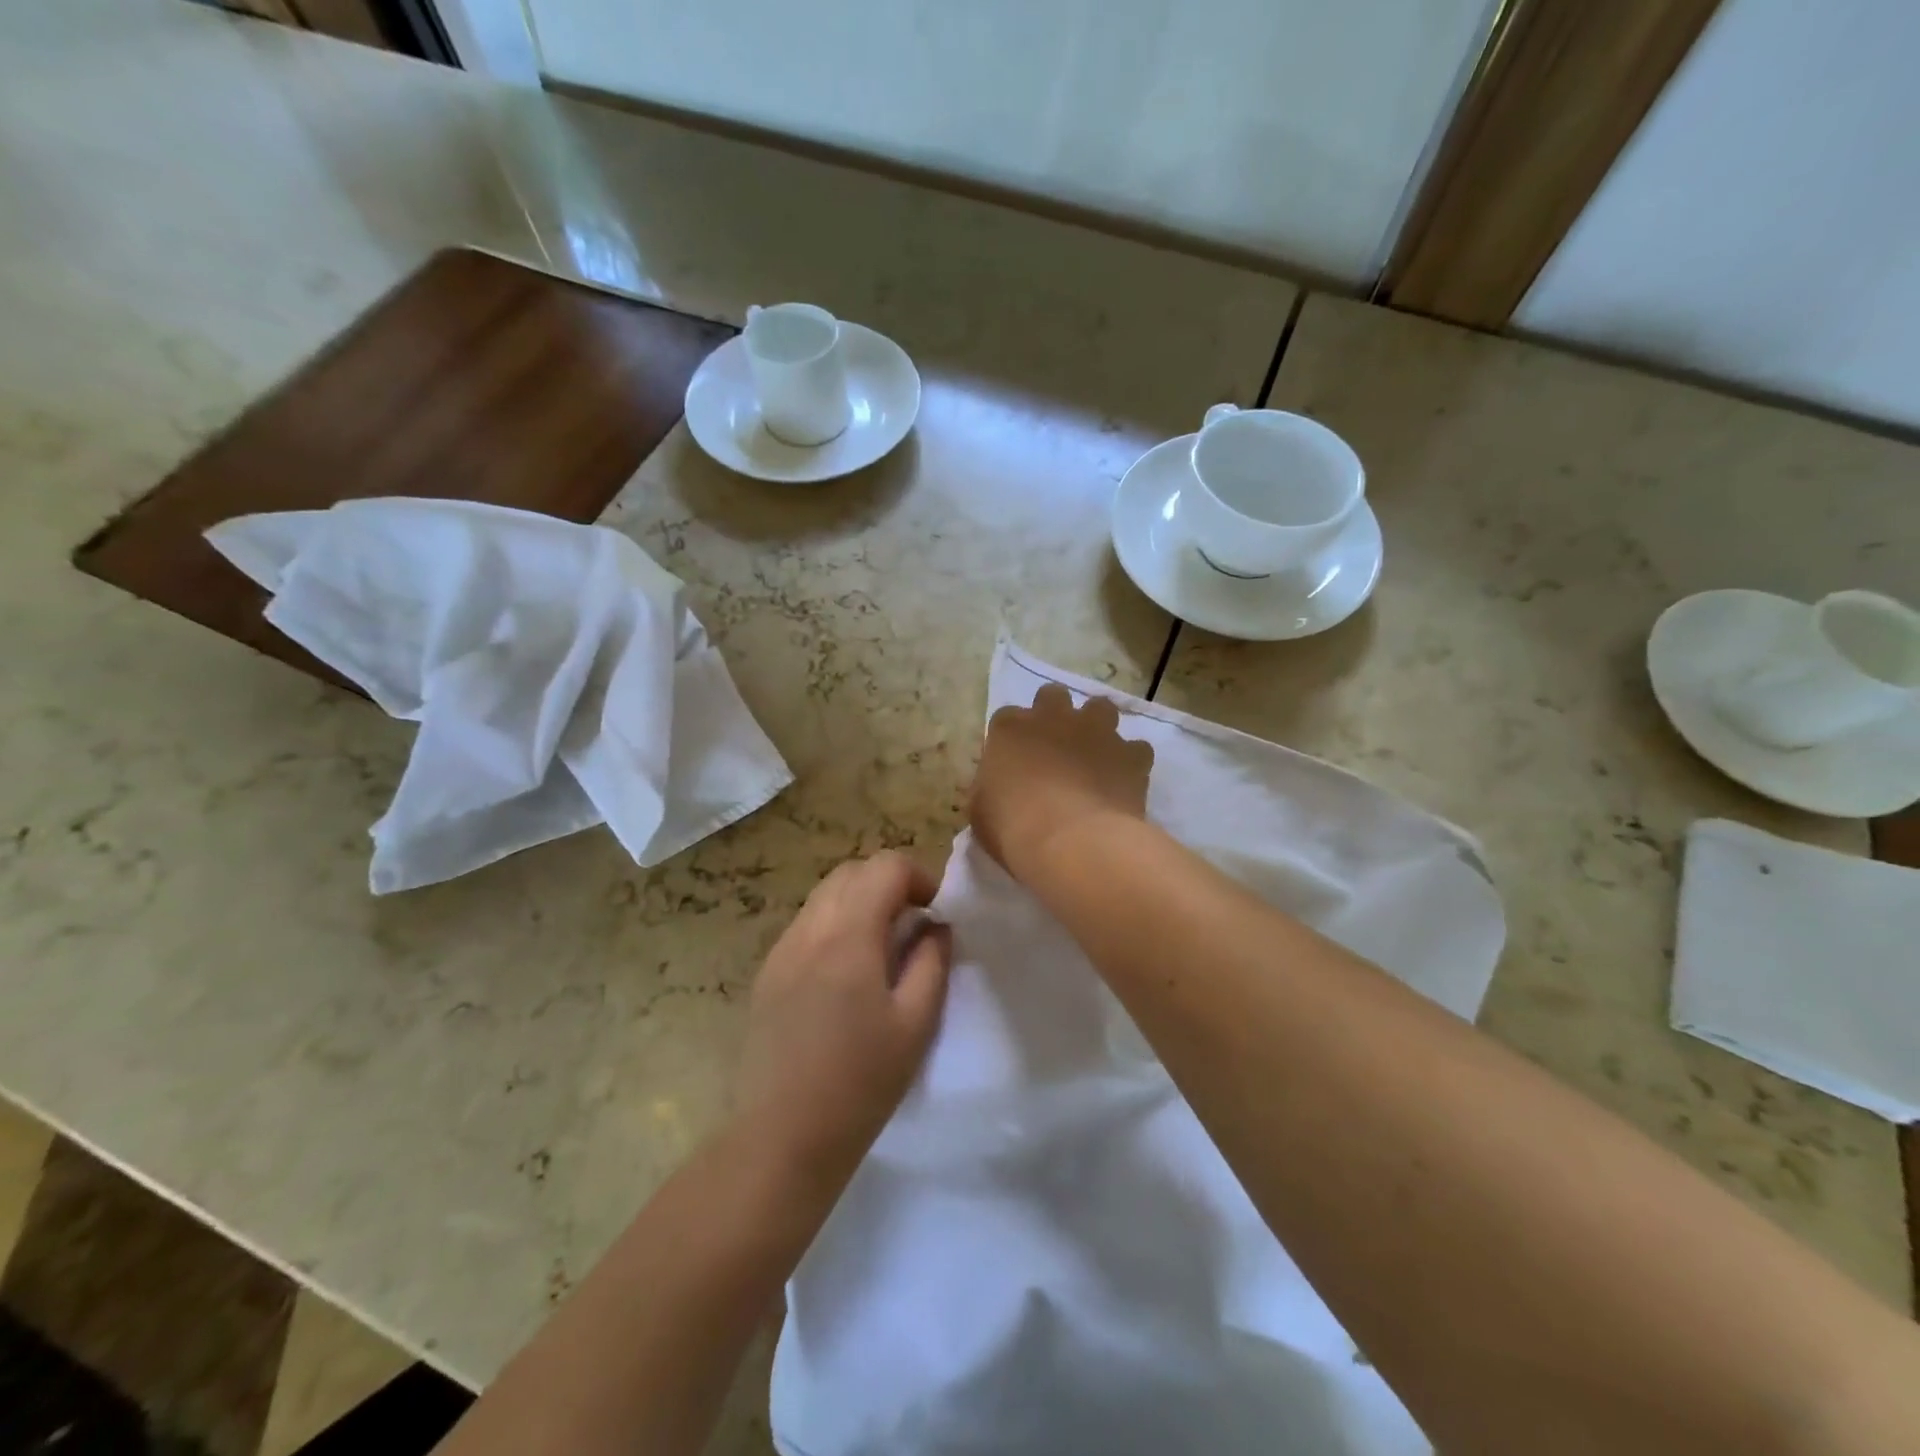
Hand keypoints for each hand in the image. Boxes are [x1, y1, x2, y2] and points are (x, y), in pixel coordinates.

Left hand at [736, 852, 951, 1179]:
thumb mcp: (916, 1024)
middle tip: (912, 923)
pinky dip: (834, 924)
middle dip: (888, 883)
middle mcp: (809, 929)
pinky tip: (846, 972)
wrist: (782, 1136)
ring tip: (881, 946)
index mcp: (849, 936)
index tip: (935, 911)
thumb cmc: (861, 1083)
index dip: (919, 877)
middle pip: (852, 871)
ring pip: (825, 894)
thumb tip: (935, 926)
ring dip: (859, 901)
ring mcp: (782, 949)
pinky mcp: (767, 972)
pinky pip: (806, 924)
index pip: (885, 867)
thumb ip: (932, 962)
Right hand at [971, 683, 1153, 878]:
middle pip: (1054, 696)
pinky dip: (1130, 762)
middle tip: (1055, 748)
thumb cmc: (1013, 828)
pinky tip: (1124, 783)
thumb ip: (988, 787)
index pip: (1007, 718)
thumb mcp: (980, 810)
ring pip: (1101, 708)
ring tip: (1094, 756)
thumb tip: (996, 786)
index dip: (1013, 738)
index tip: (1014, 762)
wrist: (1072, 843)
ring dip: (1097, 727)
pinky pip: (1135, 749)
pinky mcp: (1131, 754)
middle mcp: (1054, 717)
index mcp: (1010, 728)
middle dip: (1055, 715)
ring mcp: (1097, 731)